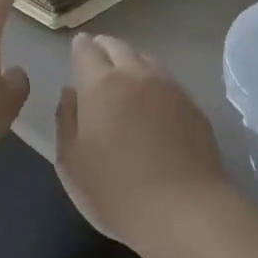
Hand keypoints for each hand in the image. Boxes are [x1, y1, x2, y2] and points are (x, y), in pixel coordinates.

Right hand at [54, 33, 227, 249]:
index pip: (86, 50)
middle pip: (118, 47)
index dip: (79, 48)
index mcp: (101, 85)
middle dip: (104, 47)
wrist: (184, 210)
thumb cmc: (116, 191)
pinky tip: (152, 100)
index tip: (77, 50)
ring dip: (130, 61)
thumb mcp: (71, 163)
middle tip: (97, 58)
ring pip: (145, 59)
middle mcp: (135, 75)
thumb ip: (65, 121)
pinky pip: (166, 80)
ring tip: (124, 76)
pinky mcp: (192, 105)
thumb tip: (70, 92)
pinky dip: (153, 81)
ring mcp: (168, 87)